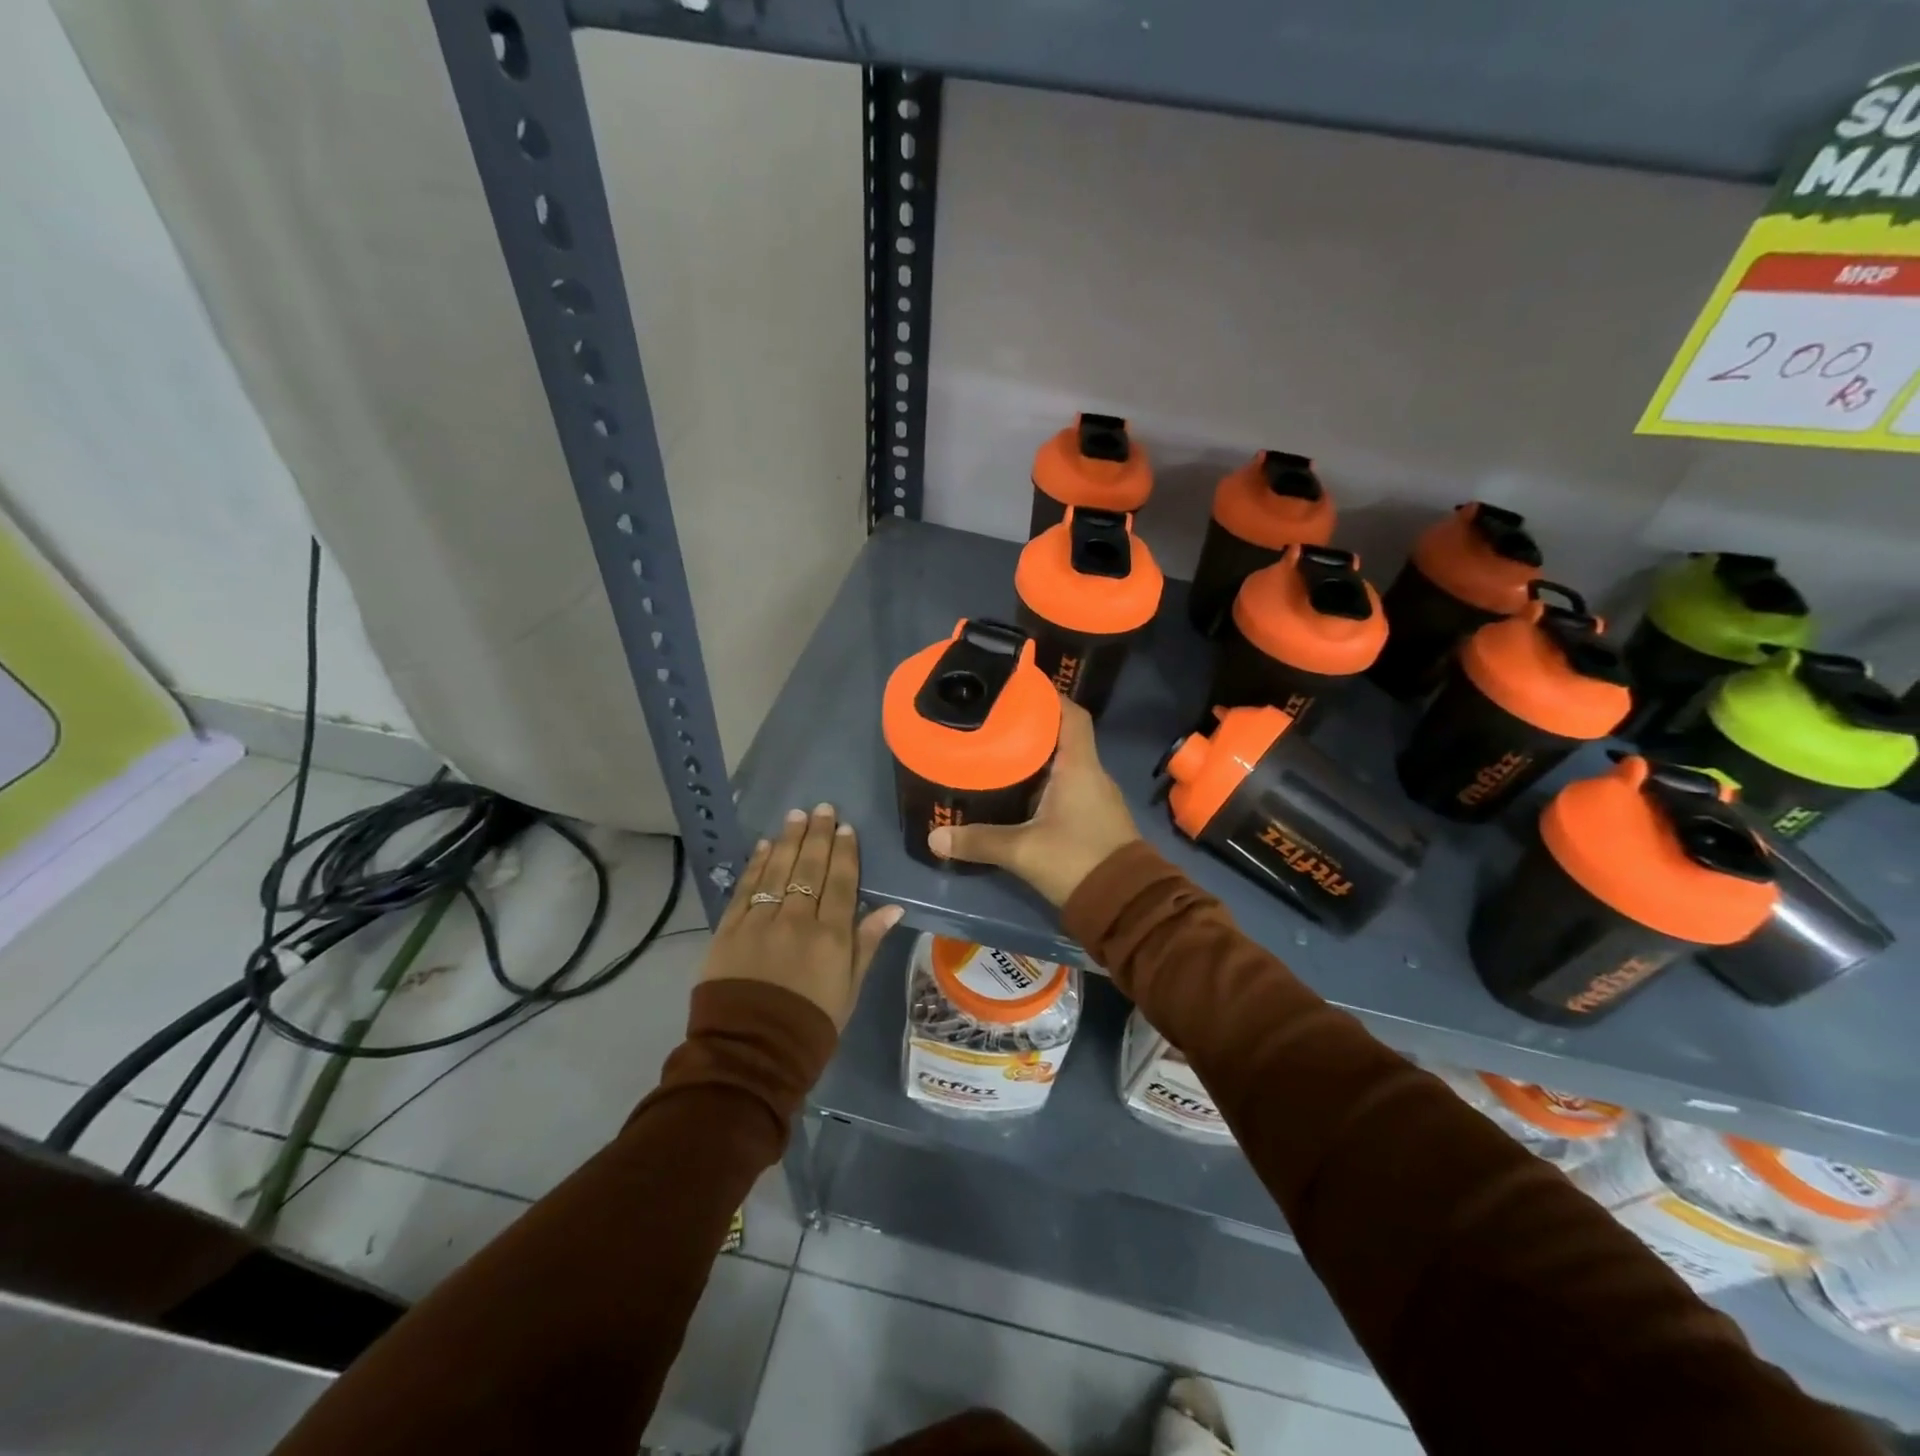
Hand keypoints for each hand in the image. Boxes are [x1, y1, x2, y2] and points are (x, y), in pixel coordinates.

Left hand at [702, 804, 903, 1028]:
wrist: (750, 1053)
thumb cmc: (810, 1025)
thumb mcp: (849, 990)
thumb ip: (867, 944)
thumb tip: (893, 908)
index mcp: (832, 936)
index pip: (842, 882)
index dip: (845, 852)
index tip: (845, 827)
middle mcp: (797, 920)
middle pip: (810, 868)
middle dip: (817, 835)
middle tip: (821, 808)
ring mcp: (760, 921)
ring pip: (777, 870)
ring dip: (787, 840)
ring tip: (795, 815)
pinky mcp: (729, 930)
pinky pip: (745, 888)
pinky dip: (755, 864)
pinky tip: (763, 845)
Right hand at [927, 699, 1140, 905]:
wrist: (1126, 905)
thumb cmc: (1077, 861)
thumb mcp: (1022, 851)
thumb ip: (979, 842)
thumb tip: (935, 838)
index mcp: (1080, 767)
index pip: (1072, 715)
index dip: (1049, 697)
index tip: (1019, 689)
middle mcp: (1092, 774)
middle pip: (1064, 736)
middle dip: (1033, 726)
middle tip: (995, 722)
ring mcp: (1097, 797)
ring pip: (1066, 763)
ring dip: (1038, 755)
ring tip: (1000, 751)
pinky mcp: (1095, 818)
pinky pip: (1069, 785)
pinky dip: (1045, 780)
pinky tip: (1020, 791)